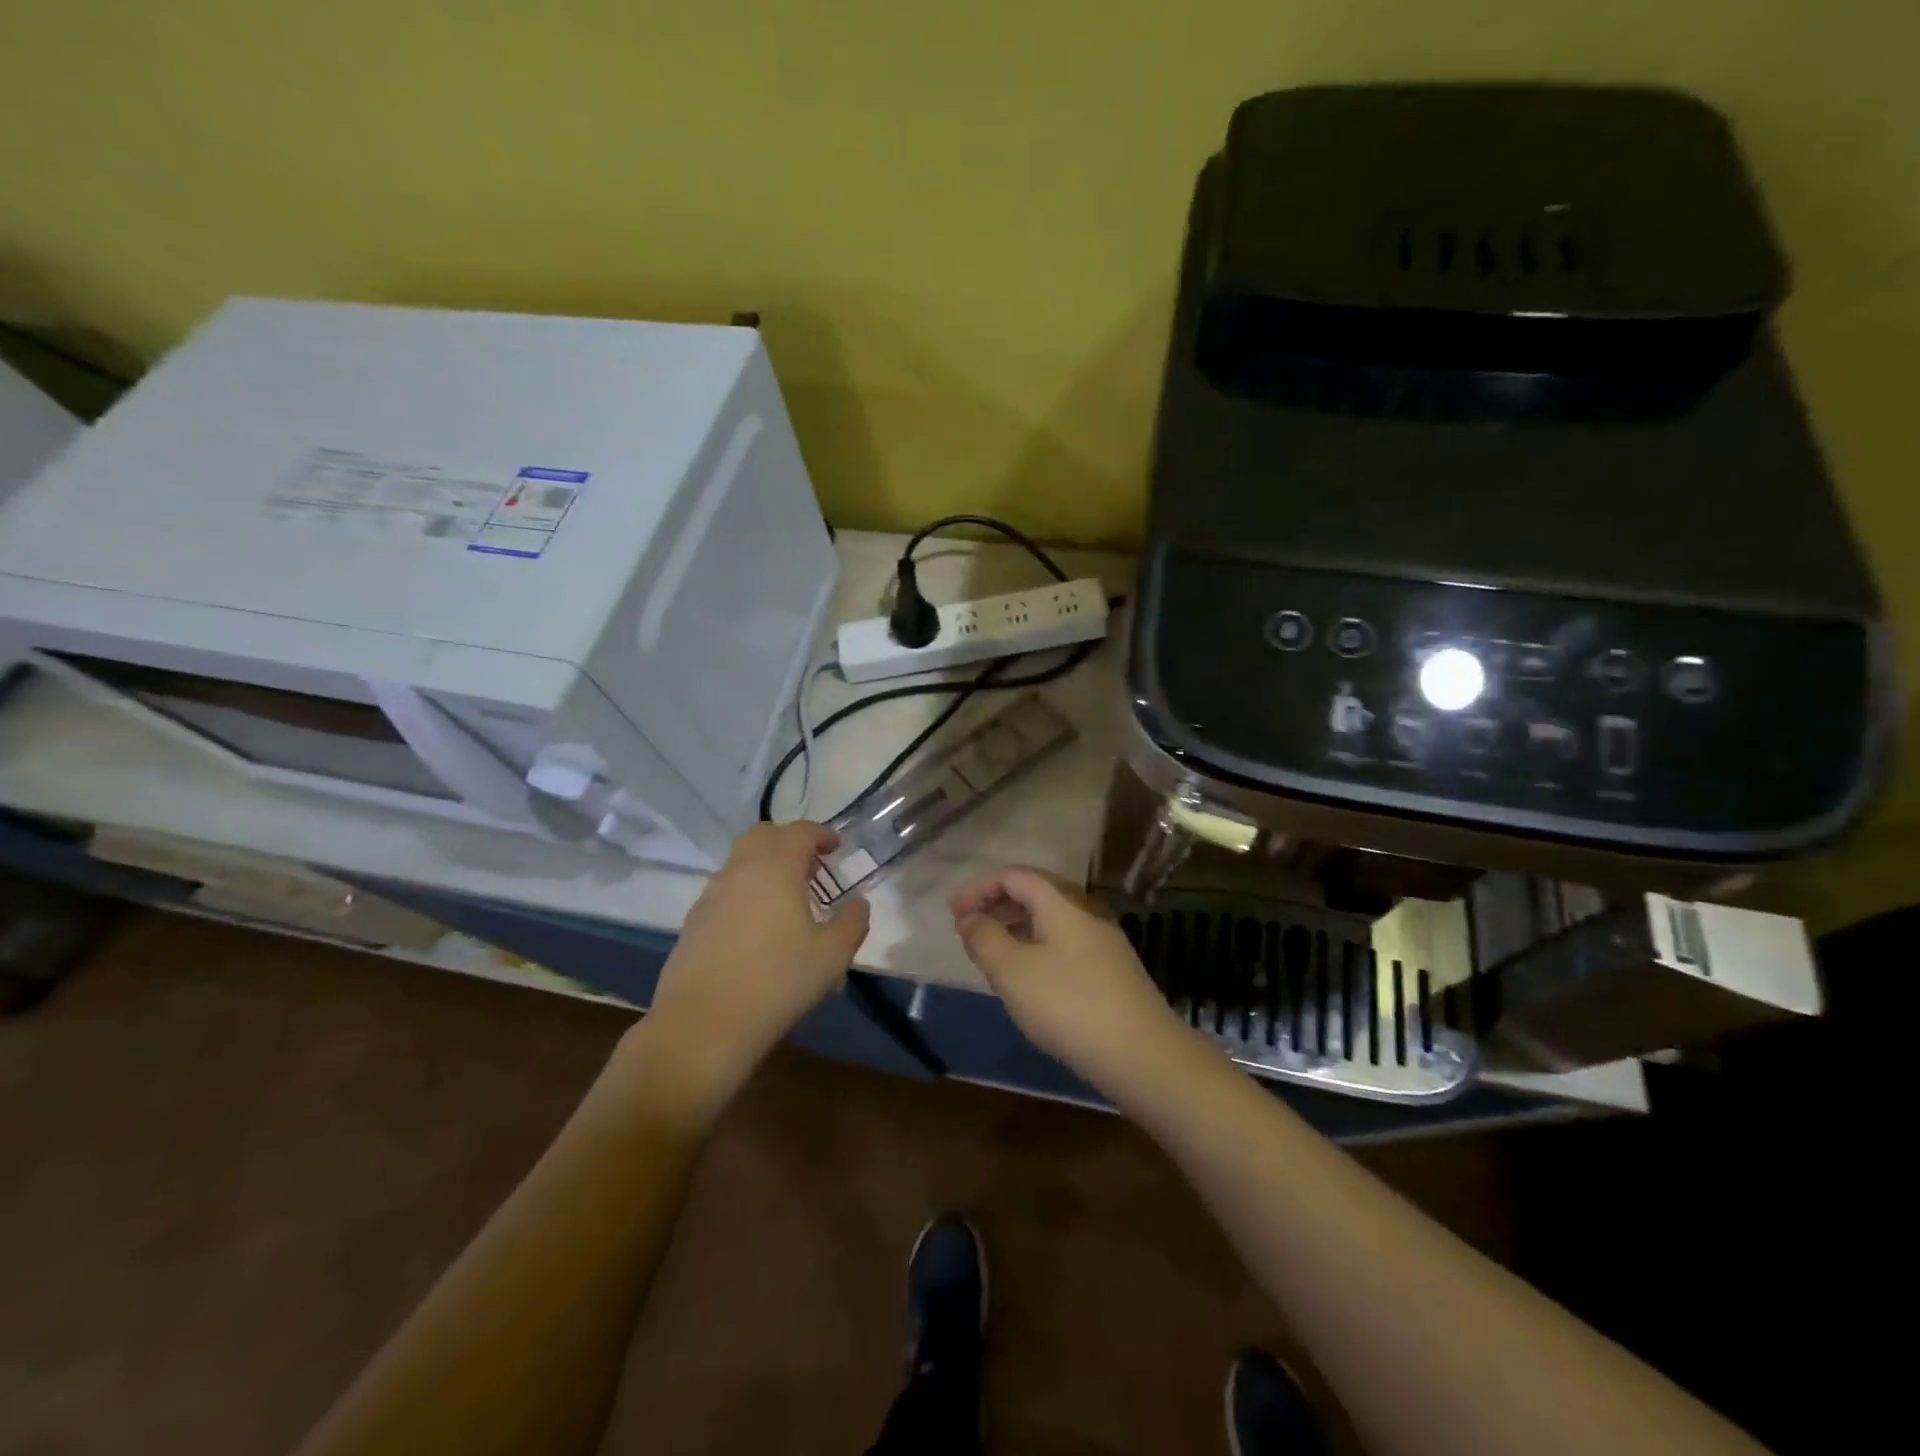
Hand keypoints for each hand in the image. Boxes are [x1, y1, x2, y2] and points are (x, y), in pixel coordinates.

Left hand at [634, 823, 870, 1109]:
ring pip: (740, 860)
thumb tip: (859, 903)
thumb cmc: (777, 983)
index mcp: (776, 868)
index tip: (835, 847)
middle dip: (789, 841)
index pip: (800, 832)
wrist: (703, 1025)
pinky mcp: (694, 920)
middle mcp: (741, 870)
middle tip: (811, 866)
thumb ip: (852, 922)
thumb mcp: (832, 956)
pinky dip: (746, 889)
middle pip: (764, 835)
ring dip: (766, 864)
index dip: (821, 834)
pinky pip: (726, 888)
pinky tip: (758, 925)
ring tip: (787, 897)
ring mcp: (712, 894)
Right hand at [950, 866, 1183, 1096]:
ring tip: (990, 952)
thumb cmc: (1068, 1005)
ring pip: (1050, 920)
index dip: (979, 888)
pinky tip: (1026, 976)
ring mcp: (1102, 940)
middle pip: (1035, 893)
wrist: (1142, 1054)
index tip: (952, 913)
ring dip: (1015, 927)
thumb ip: (985, 939)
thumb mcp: (1013, 972)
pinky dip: (1035, 946)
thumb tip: (971, 919)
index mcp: (1061, 902)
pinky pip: (1063, 942)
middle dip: (996, 905)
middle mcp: (1085, 911)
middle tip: (968, 929)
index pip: (1014, 876)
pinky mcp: (1111, 969)